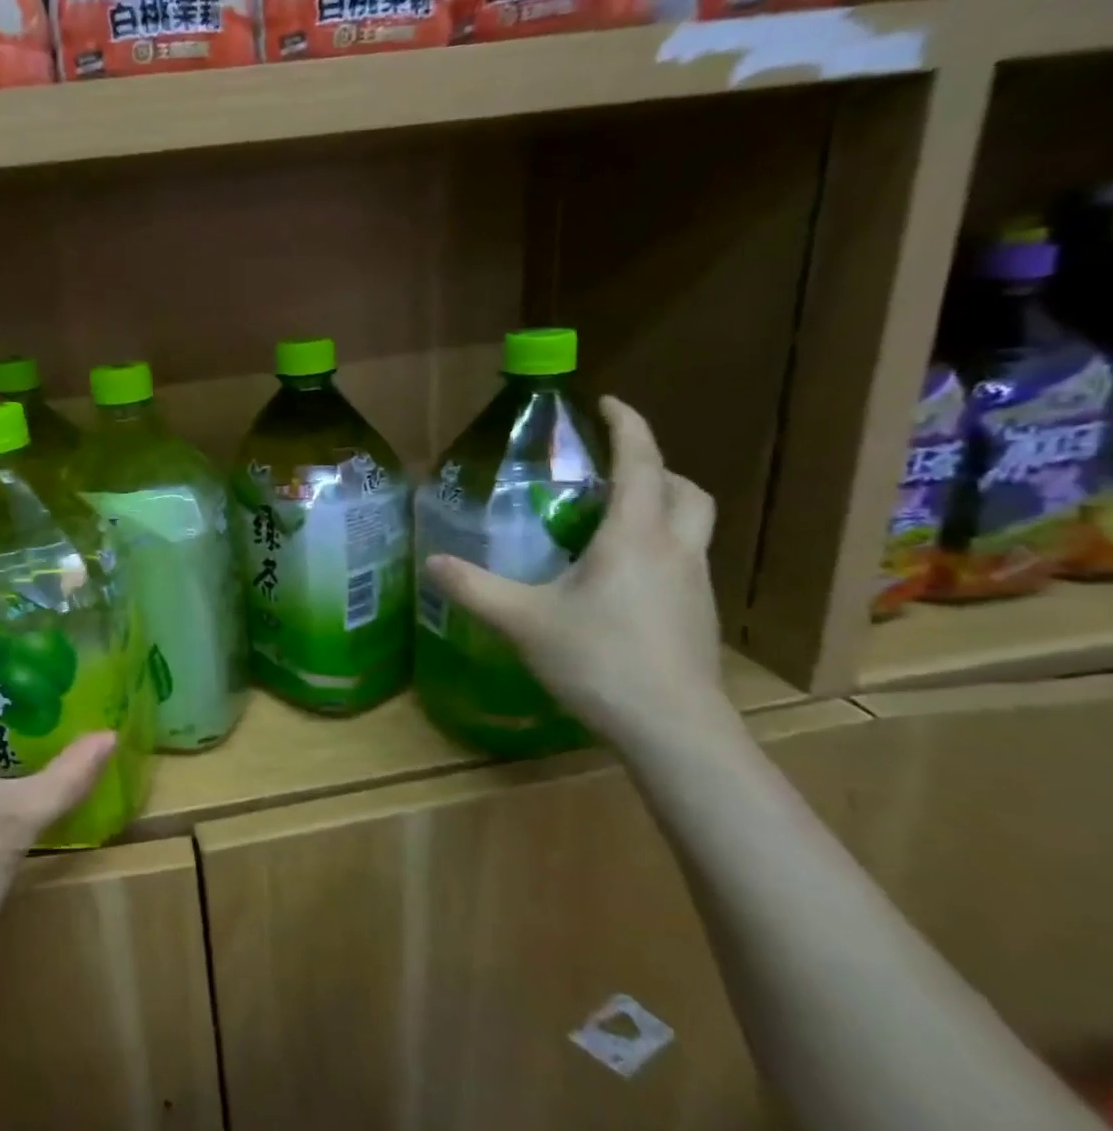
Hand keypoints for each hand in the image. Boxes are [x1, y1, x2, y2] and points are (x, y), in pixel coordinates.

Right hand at [424, 397, 726, 753]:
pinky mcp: (699, 616)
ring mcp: (696, 584)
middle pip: (685, 489)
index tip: (607, 401)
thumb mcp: (523, 621)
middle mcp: (675, 550)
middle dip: (654, 466)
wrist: (673, 729)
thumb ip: (475, 589)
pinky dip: (660, 546)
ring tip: (614, 520)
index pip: (641, 462)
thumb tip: (431, 563)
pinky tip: (622, 579)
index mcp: (635, 537)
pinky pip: (685, 560)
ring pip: (692, 525)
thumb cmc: (600, 661)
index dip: (627, 425)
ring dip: (663, 506)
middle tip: (614, 469)